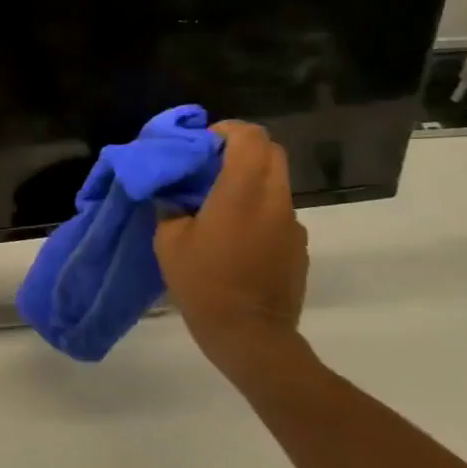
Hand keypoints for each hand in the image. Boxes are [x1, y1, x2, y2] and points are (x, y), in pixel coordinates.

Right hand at [155, 121, 309, 377]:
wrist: (250, 337)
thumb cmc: (204, 283)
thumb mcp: (169, 241)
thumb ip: (171, 206)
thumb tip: (172, 191)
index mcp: (242, 193)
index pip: (251, 137)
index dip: (226, 131)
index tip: (201, 145)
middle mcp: (274, 201)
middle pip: (271, 153)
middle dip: (240, 150)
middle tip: (208, 167)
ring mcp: (292, 225)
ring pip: (275, 183)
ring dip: (249, 181)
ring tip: (216, 206)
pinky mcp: (298, 248)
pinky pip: (277, 213)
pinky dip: (257, 210)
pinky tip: (233, 238)